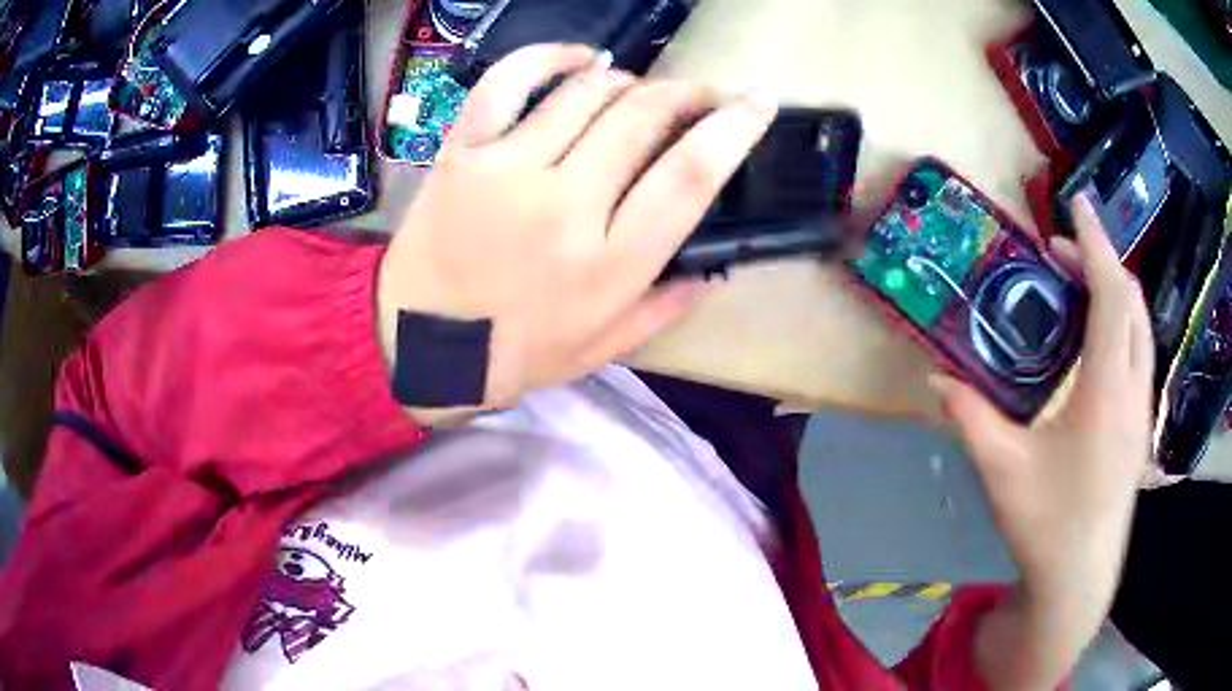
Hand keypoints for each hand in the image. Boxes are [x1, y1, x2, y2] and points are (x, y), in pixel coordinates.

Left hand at [378, 45, 775, 410]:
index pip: (690, 176)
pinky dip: (549, 57)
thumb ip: (663, 308)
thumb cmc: (513, 353)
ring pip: (588, 93)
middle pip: (644, 118)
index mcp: (609, 264)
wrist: (417, 345)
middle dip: (686, 94)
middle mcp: (566, 205)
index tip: (760, 102)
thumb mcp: (601, 350)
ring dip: (630, 82)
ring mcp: (508, 170)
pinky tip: (581, 59)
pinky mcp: (464, 151)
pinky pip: (509, 81)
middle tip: (697, 97)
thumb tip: (712, 269)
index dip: (736, 129)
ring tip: (639, 92)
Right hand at [932, 196, 1154, 686]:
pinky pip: (1139, 349)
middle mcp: (1134, 388)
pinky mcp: (1141, 422)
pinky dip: (1120, 321)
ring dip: (1112, 290)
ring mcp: (1142, 406)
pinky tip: (1094, 338)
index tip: (1075, 202)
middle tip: (1059, 252)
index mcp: (1106, 390)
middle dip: (1100, 260)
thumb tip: (935, 377)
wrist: (1081, 575)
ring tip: (1076, 284)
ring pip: (1140, 324)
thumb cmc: (1047, 523)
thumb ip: (970, 417)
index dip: (1095, 242)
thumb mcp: (1002, 470)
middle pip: (1131, 300)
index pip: (1111, 294)